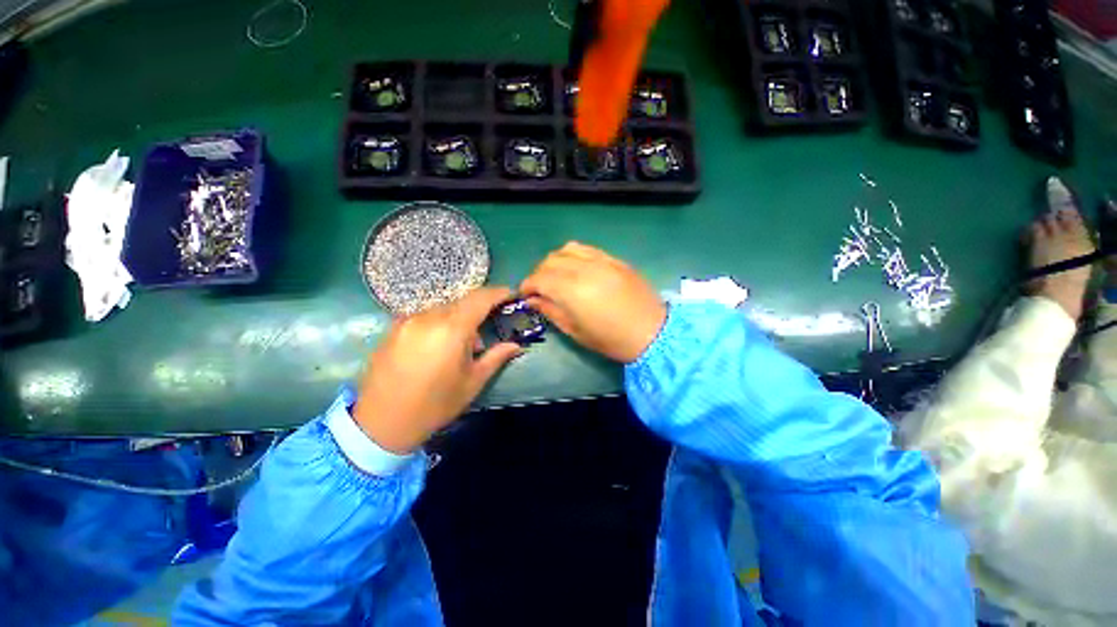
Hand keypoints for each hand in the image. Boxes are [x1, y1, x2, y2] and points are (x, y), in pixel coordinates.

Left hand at [353, 287, 522, 453]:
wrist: (380, 424)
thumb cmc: (435, 405)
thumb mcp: (472, 382)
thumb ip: (496, 357)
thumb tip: (516, 345)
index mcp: (451, 329)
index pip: (480, 298)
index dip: (499, 293)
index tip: (511, 296)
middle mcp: (428, 316)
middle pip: (462, 302)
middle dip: (479, 312)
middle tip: (483, 337)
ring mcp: (407, 320)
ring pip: (443, 309)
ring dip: (457, 320)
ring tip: (459, 348)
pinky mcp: (393, 328)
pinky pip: (425, 317)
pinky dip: (439, 324)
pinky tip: (437, 348)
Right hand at [520, 242, 665, 362]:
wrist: (652, 332)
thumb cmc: (611, 339)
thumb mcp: (575, 331)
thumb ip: (551, 310)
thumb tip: (533, 299)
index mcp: (572, 290)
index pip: (539, 278)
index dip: (527, 286)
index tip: (525, 295)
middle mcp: (584, 269)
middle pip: (550, 261)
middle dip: (539, 274)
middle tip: (540, 289)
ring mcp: (601, 260)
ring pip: (567, 249)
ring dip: (555, 261)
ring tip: (557, 276)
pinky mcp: (614, 259)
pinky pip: (587, 249)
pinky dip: (574, 255)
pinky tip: (576, 269)